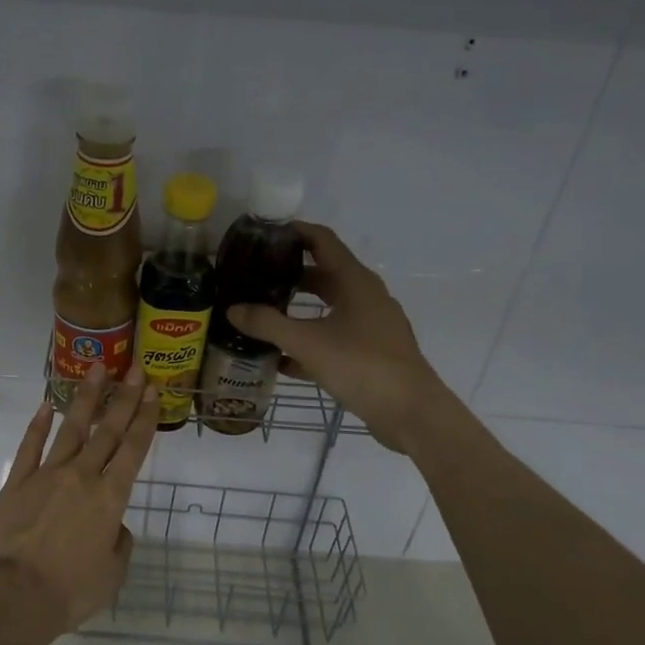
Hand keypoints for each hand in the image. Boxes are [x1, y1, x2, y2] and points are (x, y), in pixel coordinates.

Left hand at [0, 363, 157, 644]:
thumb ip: (119, 543)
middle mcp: (82, 475)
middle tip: (134, 368)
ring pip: (70, 428)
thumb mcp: (113, 574)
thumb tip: (113, 526)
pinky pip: (30, 446)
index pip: (134, 449)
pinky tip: (45, 404)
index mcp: (110, 498)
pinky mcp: (17, 481)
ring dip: (85, 397)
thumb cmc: (71, 590)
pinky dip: (38, 424)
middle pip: (107, 429)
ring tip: (95, 369)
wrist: (15, 595)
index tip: (152, 391)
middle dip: (124, 397)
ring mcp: (47, 474)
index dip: (145, 418)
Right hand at [225, 222, 454, 453]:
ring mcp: (372, 324)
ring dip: (299, 308)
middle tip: (255, 278)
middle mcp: (366, 295)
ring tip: (264, 314)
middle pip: (324, 273)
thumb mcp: (307, 343)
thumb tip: (232, 309)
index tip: (262, 235)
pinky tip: (283, 359)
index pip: (322, 240)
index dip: (294, 232)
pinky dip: (311, 338)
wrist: (411, 412)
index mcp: (355, 281)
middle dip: (289, 274)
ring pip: (329, 306)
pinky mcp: (373, 351)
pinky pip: (336, 335)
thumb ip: (267, 324)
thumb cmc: (361, 365)